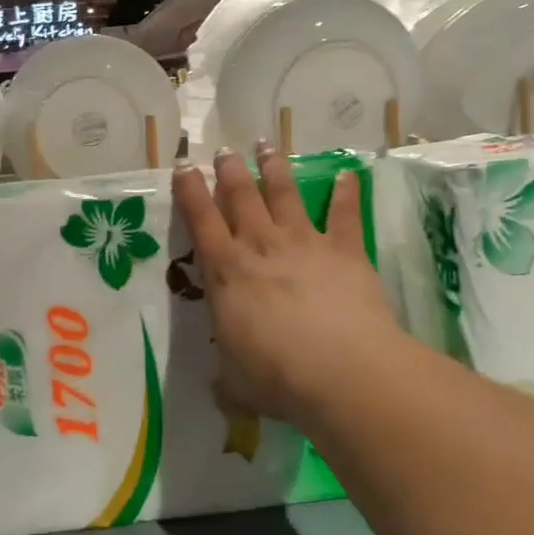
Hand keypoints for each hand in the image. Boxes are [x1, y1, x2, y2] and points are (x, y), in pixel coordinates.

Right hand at [173, 144, 405, 427]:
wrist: (342, 372)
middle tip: (224, 150)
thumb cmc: (277, 377)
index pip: (201, 220)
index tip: (184, 166)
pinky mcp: (345, 250)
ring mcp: (304, 242)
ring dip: (274, 168)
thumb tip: (220, 390)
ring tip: (268, 145)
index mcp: (227, 271)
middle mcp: (261, 245)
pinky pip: (345, 214)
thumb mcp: (236, 382)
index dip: (190, 190)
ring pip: (284, 193)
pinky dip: (346, 193)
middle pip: (240, 195)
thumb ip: (227, 378)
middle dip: (229, 169)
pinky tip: (349, 174)